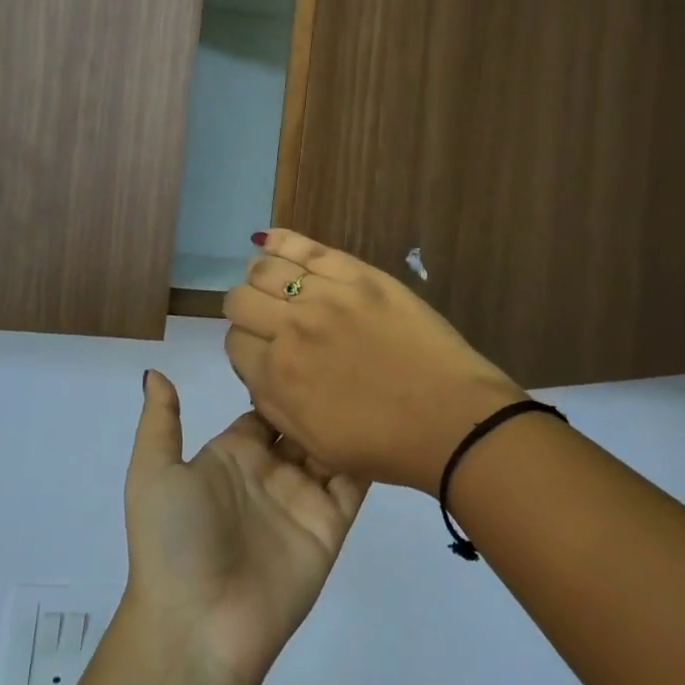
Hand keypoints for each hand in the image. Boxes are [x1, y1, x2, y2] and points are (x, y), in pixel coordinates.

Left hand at [122, 371, 364, 684]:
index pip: (264, 406)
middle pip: (302, 419)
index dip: (282, 376)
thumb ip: (160, 422)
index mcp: (233, 454)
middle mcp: (271, 470)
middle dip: (320, 389)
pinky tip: (387, 415)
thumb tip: (156, 372)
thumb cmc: (174, 542)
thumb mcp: (153, 475)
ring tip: (375, 370)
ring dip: (348, 414)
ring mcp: (303, 496)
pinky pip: (354, 481)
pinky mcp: (331, 523)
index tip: (306, 338)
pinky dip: (370, 452)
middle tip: (349, 345)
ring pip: (332, 443)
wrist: (198, 627)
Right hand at [222, 230, 527, 491]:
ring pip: (266, 269)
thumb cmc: (384, 444)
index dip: (247, 345)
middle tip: (270, 319)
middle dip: (248, 310)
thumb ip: (272, 401)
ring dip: (262, 278)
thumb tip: (259, 365)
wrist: (450, 418)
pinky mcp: (358, 275)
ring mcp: (325, 296)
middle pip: (240, 300)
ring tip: (277, 285)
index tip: (265, 349)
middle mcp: (290, 330)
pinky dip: (280, 240)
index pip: (234, 341)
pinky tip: (266, 240)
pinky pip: (306, 247)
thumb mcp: (312, 441)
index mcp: (276, 377)